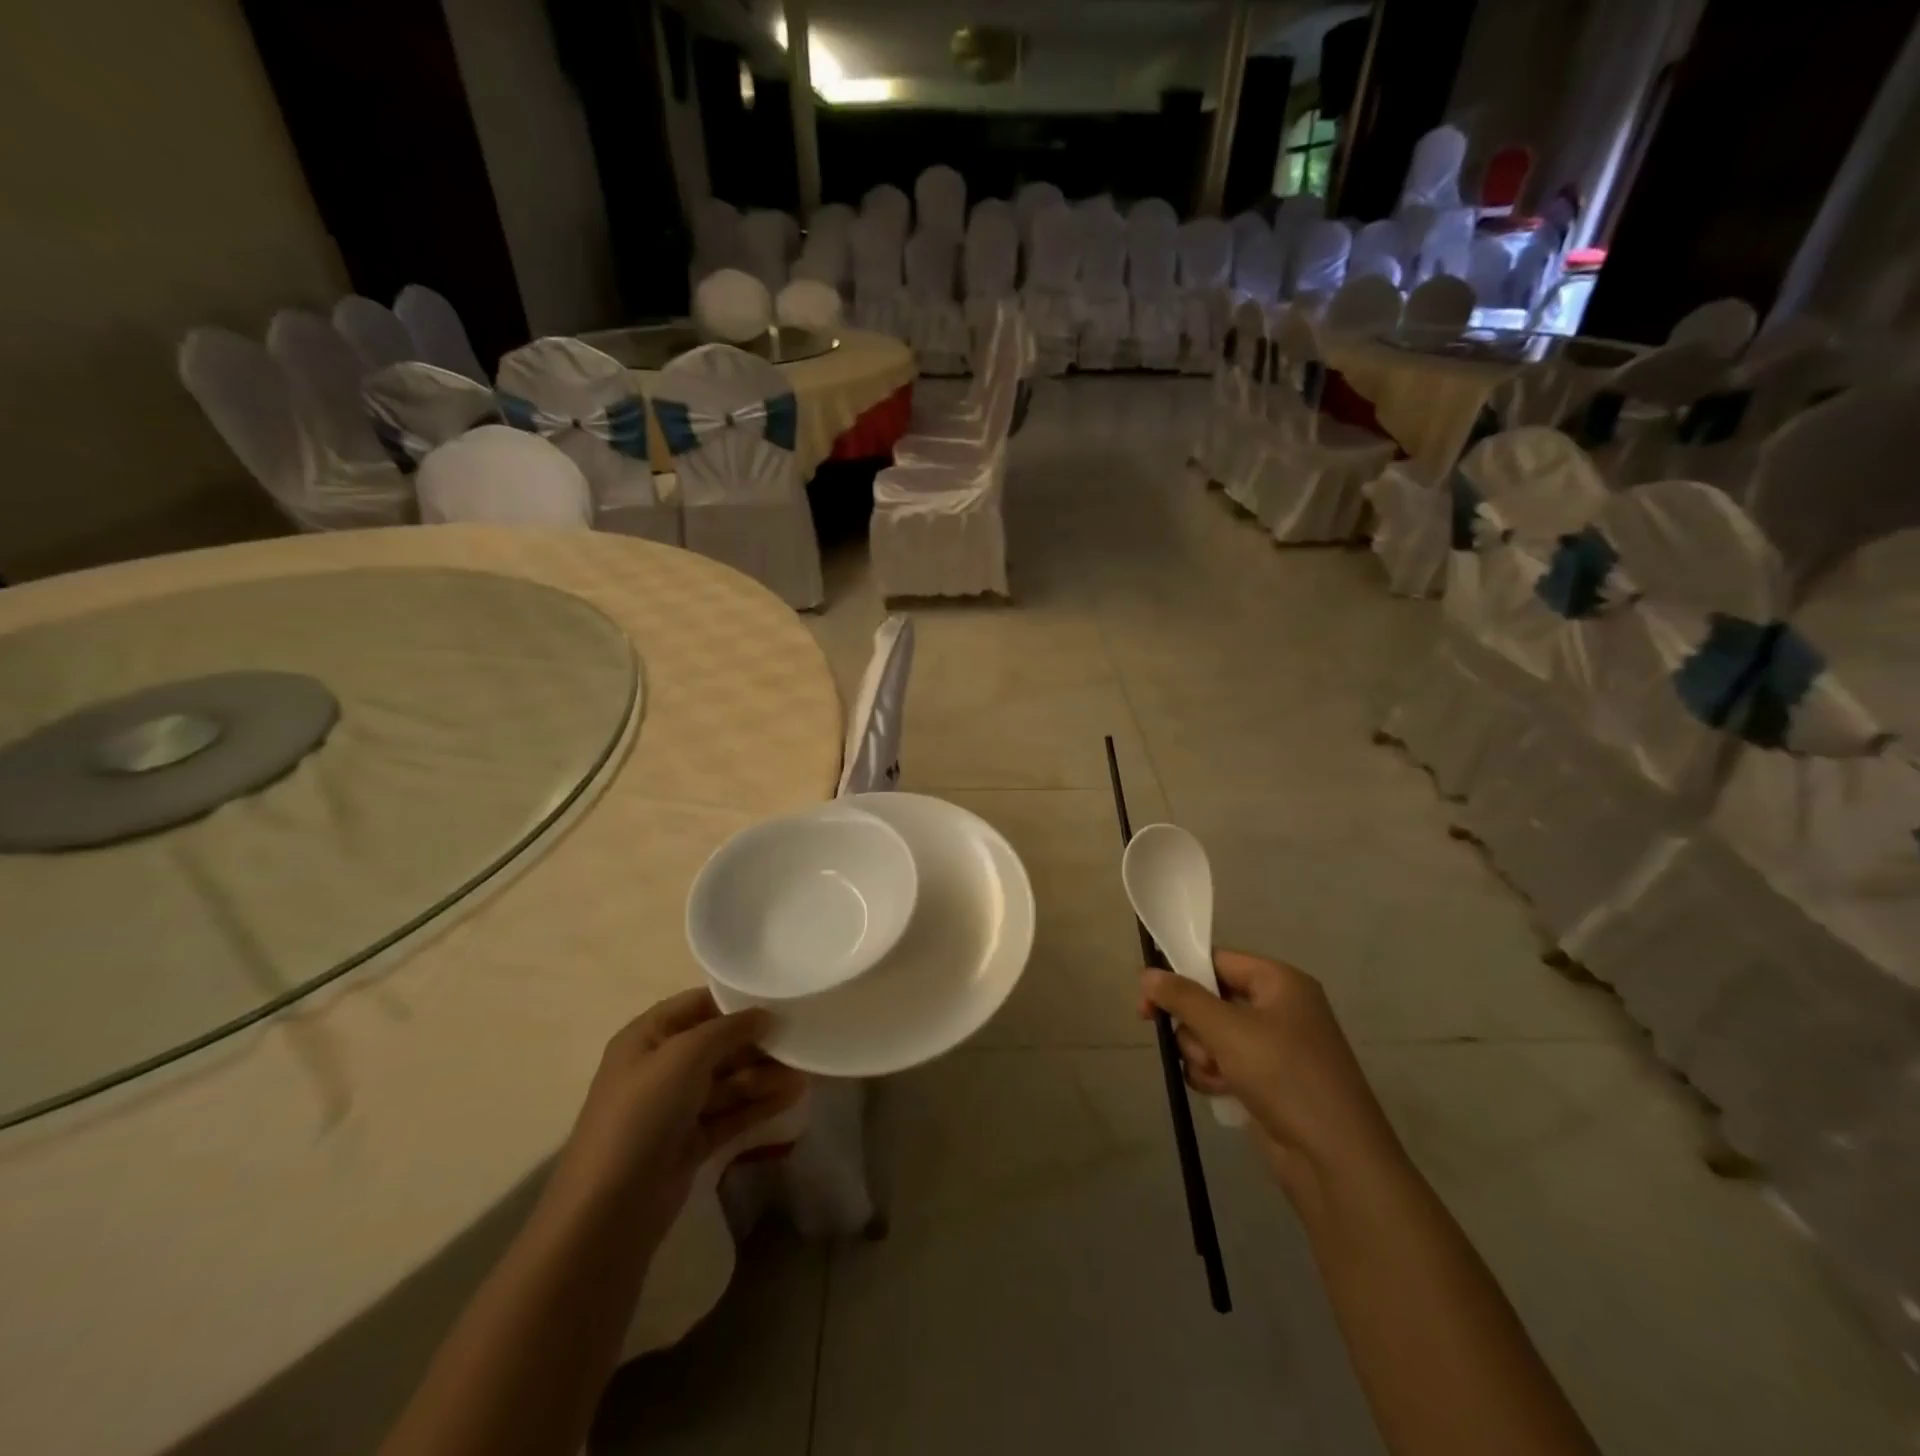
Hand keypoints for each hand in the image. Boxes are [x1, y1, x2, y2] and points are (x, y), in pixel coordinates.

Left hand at [547, 989, 806, 1237]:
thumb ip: (729, 1029)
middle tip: (800, 1039)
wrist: (609, 1210)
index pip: (698, 1005)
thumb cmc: (643, 1114)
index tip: (780, 999)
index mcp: (647, 1037)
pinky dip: (758, 1105)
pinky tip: (791, 1097)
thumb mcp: (685, 1056)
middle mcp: (660, 1067)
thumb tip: (765, 1015)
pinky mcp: (690, 1142)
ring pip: (728, 1081)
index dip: (737, 1001)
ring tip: (805, 1073)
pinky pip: (730, 1114)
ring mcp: (675, 1107)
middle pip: (717, 1045)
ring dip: (764, 1075)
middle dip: (757, 1042)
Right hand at [1140, 950, 1400, 1200]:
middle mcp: (1278, 1008)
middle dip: (1194, 1026)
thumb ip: (1182, 998)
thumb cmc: (1284, 1076)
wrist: (1335, 1159)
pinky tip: (1220, 1092)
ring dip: (1202, 1055)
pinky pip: (1224, 1063)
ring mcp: (1275, 1047)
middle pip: (1210, 999)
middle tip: (1187, 1045)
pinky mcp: (1268, 1081)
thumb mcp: (1227, 1029)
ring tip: (1217, 1076)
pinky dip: (1214, 1076)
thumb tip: (1147, 974)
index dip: (1180, 975)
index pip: (1217, 960)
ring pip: (1212, 1035)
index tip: (1148, 999)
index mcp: (1279, 982)